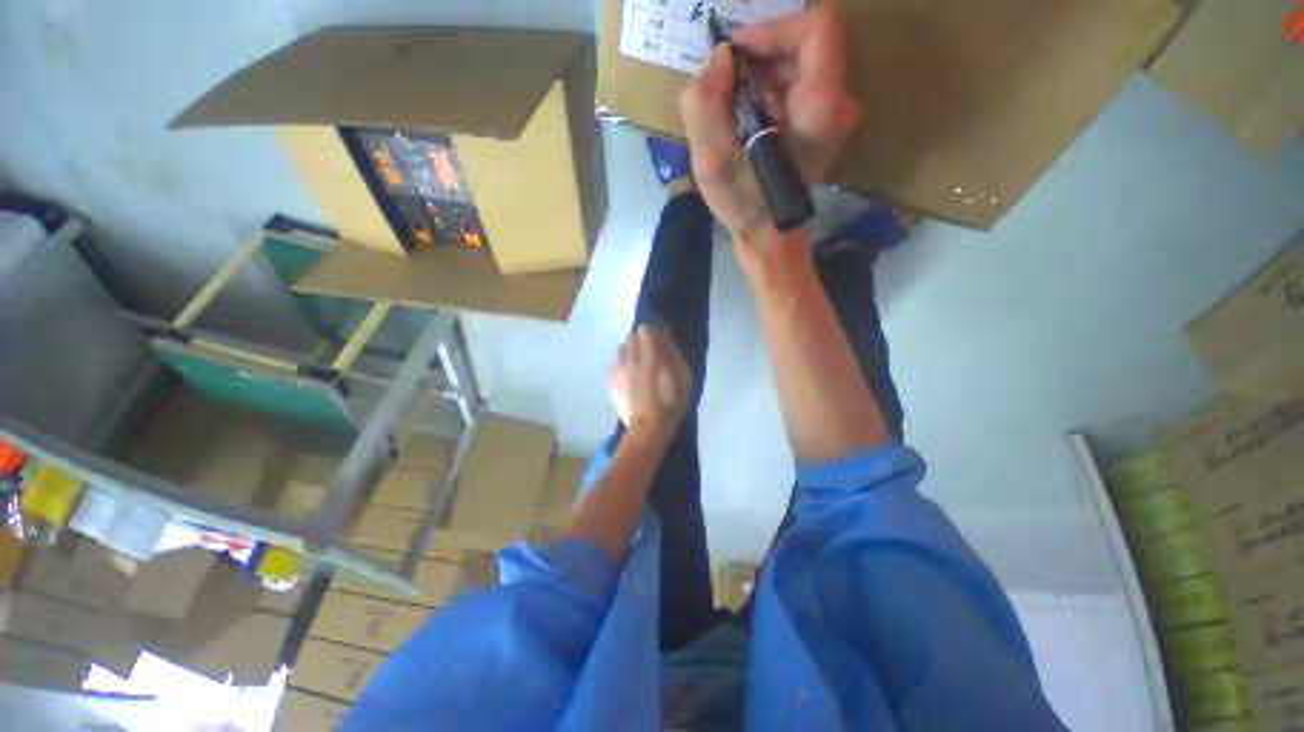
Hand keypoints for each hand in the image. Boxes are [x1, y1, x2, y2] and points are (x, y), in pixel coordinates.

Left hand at [608, 324, 691, 444]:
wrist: (648, 427)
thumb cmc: (671, 401)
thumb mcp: (683, 376)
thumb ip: (672, 353)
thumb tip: (664, 338)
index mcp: (651, 351)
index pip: (645, 327)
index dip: (652, 333)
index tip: (659, 342)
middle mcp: (631, 354)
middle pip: (632, 337)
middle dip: (641, 342)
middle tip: (650, 356)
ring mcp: (619, 367)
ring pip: (622, 350)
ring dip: (630, 354)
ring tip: (638, 368)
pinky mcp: (611, 380)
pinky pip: (616, 365)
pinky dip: (623, 368)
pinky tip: (631, 382)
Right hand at [679, 4, 859, 252]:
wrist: (769, 237)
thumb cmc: (745, 205)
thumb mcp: (712, 161)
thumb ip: (704, 103)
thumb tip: (719, 59)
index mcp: (821, 106)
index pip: (816, 26)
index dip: (772, 29)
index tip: (736, 56)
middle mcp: (836, 102)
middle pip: (801, 44)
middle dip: (757, 57)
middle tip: (723, 85)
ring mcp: (830, 113)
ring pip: (795, 63)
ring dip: (757, 75)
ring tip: (728, 106)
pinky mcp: (818, 123)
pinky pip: (793, 84)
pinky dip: (764, 90)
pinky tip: (741, 116)